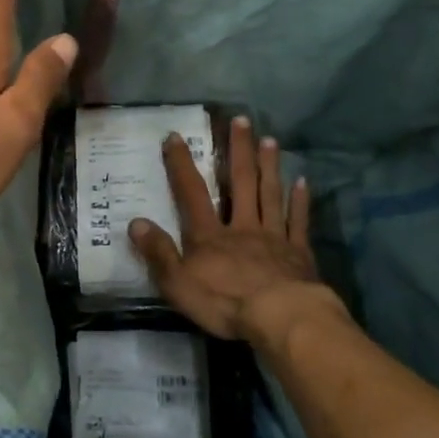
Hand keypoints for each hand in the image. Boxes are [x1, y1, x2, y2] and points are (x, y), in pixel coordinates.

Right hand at [129, 115, 344, 341]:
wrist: (280, 317)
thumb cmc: (224, 302)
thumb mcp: (177, 283)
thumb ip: (158, 253)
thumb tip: (135, 222)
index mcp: (209, 235)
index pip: (191, 193)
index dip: (181, 164)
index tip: (175, 137)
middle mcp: (241, 226)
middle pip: (240, 183)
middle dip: (238, 151)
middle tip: (242, 120)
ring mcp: (273, 237)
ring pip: (270, 195)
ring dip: (269, 166)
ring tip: (270, 140)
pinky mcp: (298, 253)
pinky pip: (298, 221)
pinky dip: (300, 201)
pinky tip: (303, 182)